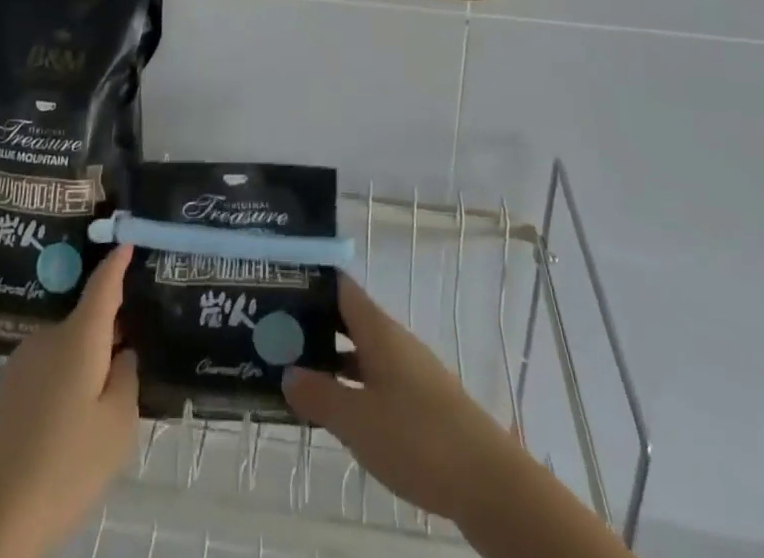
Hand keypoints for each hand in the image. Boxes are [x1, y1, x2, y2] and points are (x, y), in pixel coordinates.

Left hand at [0, 245, 137, 557]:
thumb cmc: (66, 467)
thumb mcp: (118, 425)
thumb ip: (127, 378)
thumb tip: (121, 354)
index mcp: (78, 337)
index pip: (103, 285)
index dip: (117, 263)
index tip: (127, 240)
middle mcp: (47, 337)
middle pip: (86, 319)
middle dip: (109, 330)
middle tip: (134, 353)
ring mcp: (22, 363)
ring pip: (66, 347)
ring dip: (85, 359)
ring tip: (103, 400)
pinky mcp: (6, 391)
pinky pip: (47, 368)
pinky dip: (65, 379)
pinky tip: (71, 420)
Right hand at [282, 276, 522, 528]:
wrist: (487, 482)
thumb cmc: (417, 437)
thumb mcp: (357, 420)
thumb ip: (320, 396)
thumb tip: (288, 373)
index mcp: (378, 330)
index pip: (341, 288)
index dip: (312, 281)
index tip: (279, 285)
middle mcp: (394, 341)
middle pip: (349, 320)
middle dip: (314, 325)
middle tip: (275, 334)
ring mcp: (410, 371)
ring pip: (362, 353)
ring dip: (332, 360)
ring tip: (295, 372)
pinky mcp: (421, 402)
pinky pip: (377, 381)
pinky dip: (353, 386)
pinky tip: (337, 410)